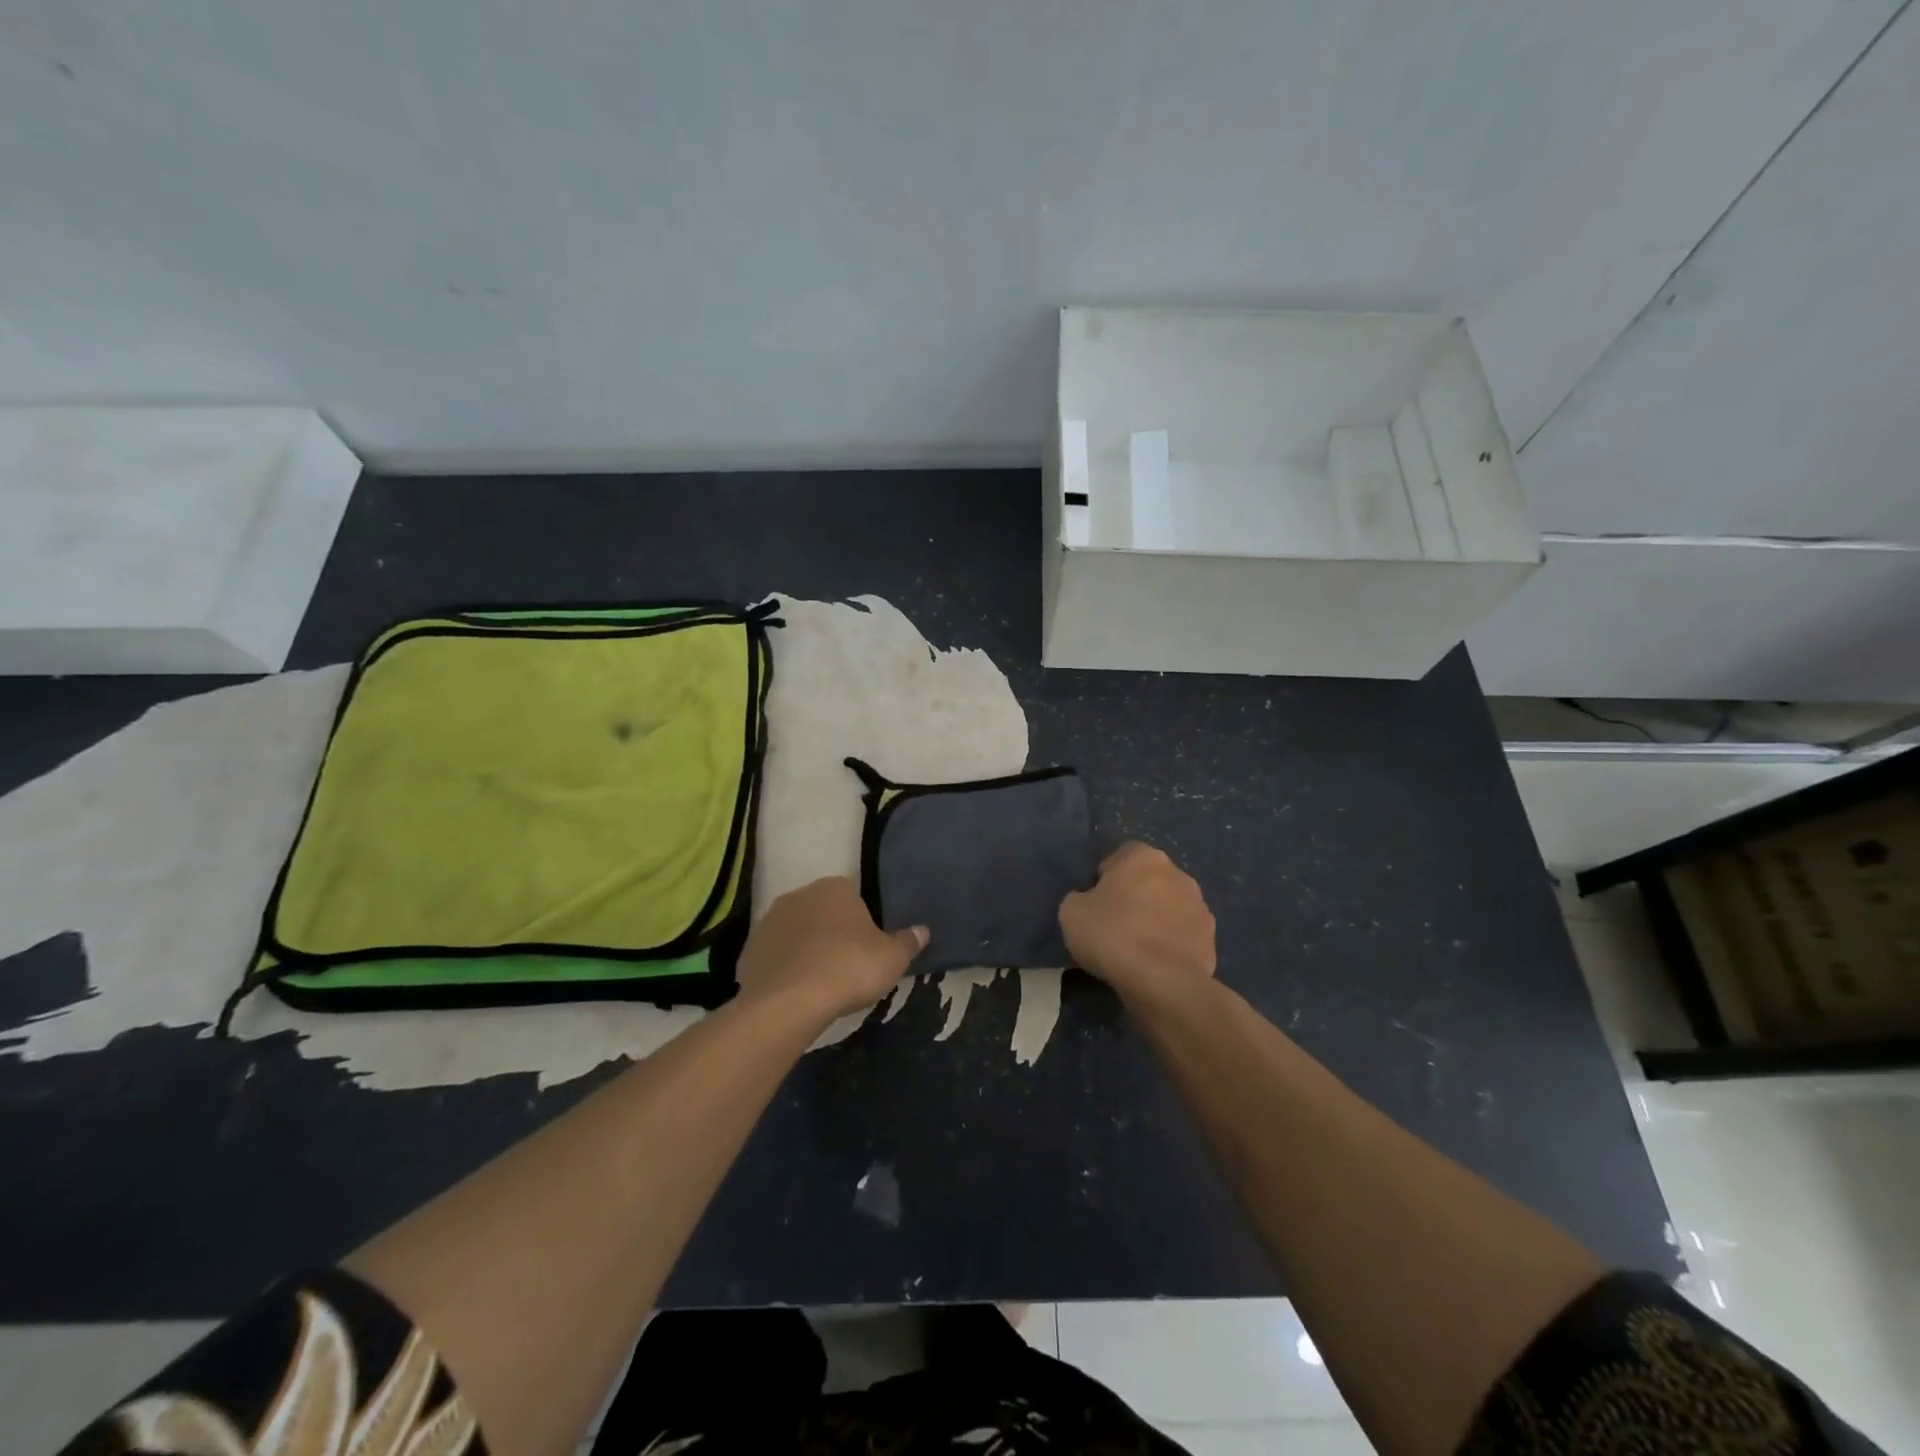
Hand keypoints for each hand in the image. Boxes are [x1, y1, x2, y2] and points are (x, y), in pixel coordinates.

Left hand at [737, 877, 927, 1023]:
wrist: (789, 1001)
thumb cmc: (848, 968)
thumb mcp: (892, 958)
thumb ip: (908, 942)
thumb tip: (922, 931)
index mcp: (834, 888)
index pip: (852, 896)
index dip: (861, 923)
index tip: (866, 949)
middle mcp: (798, 895)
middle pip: (821, 912)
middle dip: (831, 933)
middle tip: (846, 966)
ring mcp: (769, 922)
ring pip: (796, 933)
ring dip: (806, 950)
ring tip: (820, 983)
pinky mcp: (749, 951)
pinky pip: (775, 957)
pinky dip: (784, 970)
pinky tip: (795, 993)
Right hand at [1059, 842, 1215, 1006]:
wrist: (1161, 982)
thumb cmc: (1112, 936)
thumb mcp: (1071, 911)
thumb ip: (1081, 898)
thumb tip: (1091, 902)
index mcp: (1144, 857)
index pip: (1122, 855)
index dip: (1107, 876)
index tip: (1096, 901)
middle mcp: (1178, 873)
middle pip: (1150, 879)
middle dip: (1136, 896)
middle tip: (1115, 924)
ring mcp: (1200, 906)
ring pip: (1171, 906)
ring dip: (1157, 919)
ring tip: (1138, 949)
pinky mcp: (1212, 939)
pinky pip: (1184, 935)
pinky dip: (1172, 944)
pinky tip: (1157, 965)